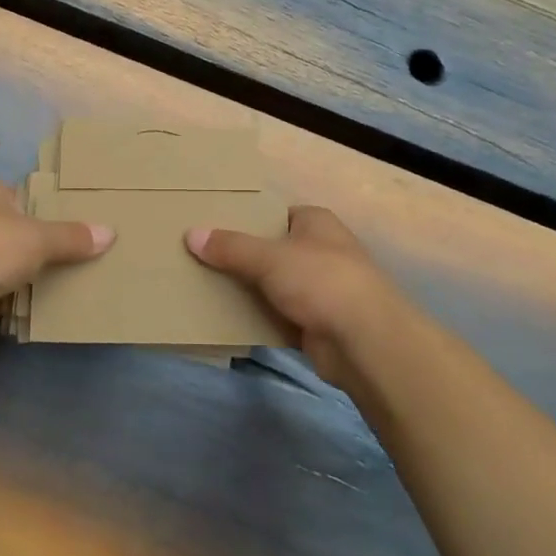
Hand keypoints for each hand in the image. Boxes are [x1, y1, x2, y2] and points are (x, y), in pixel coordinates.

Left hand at [0, 172, 113, 347]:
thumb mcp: (39, 238)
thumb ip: (73, 236)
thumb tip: (110, 233)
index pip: (19, 191)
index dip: (42, 206)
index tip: (68, 223)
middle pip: (11, 226)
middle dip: (34, 241)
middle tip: (72, 253)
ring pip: (1, 258)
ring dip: (21, 270)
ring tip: (60, 279)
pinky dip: (9, 294)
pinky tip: (33, 302)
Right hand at [186, 207, 421, 392]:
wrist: (364, 341)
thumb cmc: (320, 280)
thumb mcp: (269, 257)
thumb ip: (230, 247)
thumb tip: (190, 234)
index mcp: (316, 222)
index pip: (276, 214)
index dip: (248, 220)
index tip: (214, 227)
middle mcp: (321, 251)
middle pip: (272, 250)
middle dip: (242, 257)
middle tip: (201, 258)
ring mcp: (321, 289)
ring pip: (274, 284)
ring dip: (249, 290)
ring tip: (205, 287)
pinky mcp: (316, 323)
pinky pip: (278, 315)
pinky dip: (258, 317)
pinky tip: (227, 319)